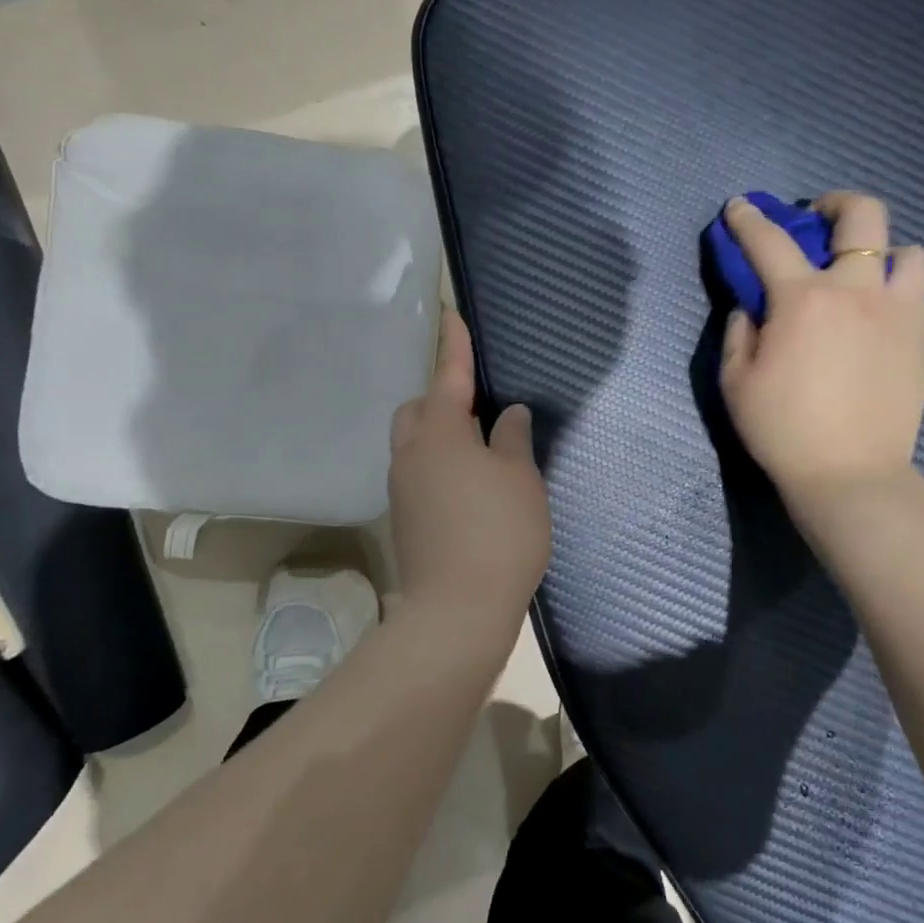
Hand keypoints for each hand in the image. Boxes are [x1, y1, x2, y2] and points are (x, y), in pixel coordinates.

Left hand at [388, 310, 551, 638]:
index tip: (450, 313)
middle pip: (418, 410)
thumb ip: (512, 438)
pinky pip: (419, 473)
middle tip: (478, 409)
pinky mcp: (406, 519)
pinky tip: (469, 487)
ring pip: (415, 444)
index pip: (449, 375)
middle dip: (441, 398)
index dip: (454, 344)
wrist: (457, 609)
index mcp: (441, 434)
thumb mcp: (520, 478)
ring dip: (440, 435)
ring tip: (479, 451)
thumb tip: (507, 415)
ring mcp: (403, 489)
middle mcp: (412, 455)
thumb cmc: (499, 532)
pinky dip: (439, 466)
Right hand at [720, 191, 923, 513]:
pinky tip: (878, 317)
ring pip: (909, 251)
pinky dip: (898, 291)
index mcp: (803, 299)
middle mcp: (858, 291)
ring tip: (862, 274)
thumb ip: (739, 331)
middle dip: (836, 203)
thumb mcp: (736, 381)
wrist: (850, 474)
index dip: (748, 218)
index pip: (769, 240)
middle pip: (863, 215)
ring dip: (882, 251)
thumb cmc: (782, 429)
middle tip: (818, 219)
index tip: (739, 207)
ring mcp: (900, 312)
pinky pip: (919, 294)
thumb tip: (753, 306)